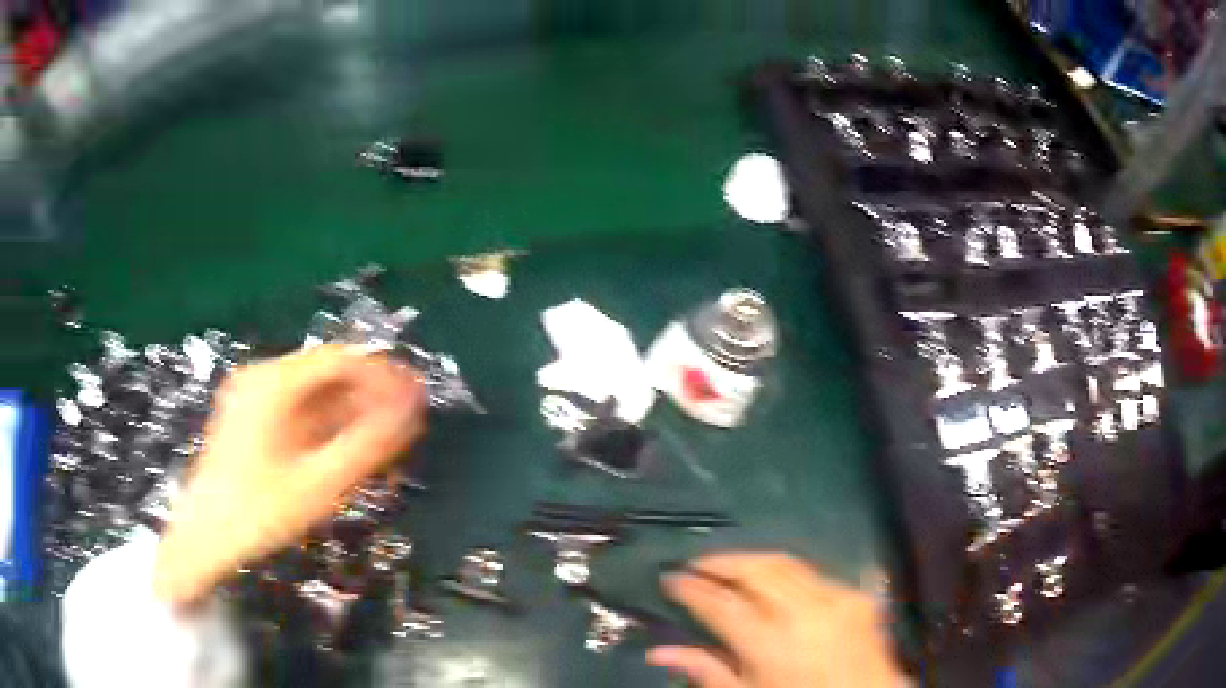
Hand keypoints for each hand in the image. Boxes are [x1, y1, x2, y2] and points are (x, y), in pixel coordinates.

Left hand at [153, 345, 426, 605]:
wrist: (203, 538)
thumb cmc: (258, 513)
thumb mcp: (318, 484)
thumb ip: (367, 446)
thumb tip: (411, 411)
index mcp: (273, 384)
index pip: (339, 360)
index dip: (382, 375)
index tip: (413, 399)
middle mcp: (262, 379)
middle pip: (326, 375)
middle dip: (368, 398)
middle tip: (403, 426)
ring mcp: (252, 397)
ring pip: (313, 395)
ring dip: (349, 414)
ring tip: (381, 444)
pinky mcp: (250, 418)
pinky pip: (297, 411)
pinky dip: (325, 426)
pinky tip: (345, 451)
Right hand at [648, 552, 902, 687]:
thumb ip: (707, 671)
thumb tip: (659, 652)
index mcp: (772, 645)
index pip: (720, 604)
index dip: (691, 588)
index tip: (671, 578)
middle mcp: (805, 613)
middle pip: (754, 570)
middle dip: (720, 562)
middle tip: (696, 565)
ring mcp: (837, 599)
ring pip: (785, 563)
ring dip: (752, 561)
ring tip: (728, 567)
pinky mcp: (857, 596)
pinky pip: (813, 574)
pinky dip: (787, 574)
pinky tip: (774, 584)